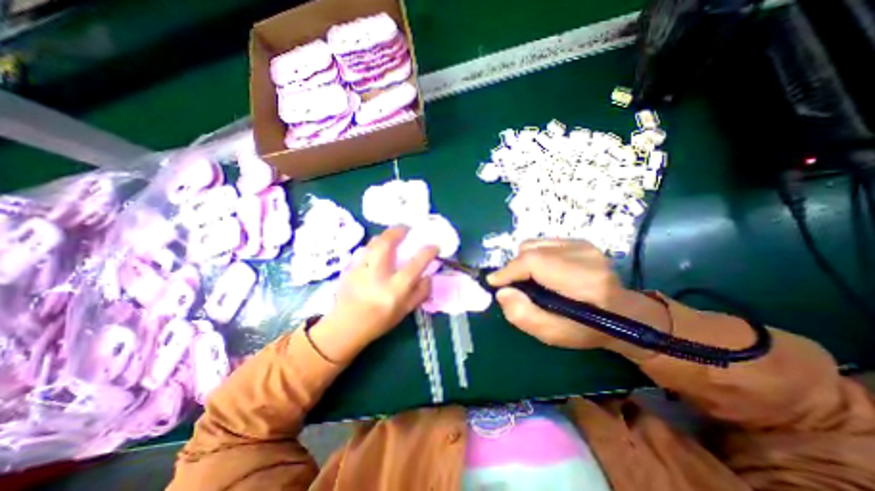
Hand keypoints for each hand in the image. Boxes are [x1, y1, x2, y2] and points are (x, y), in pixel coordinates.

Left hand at [310, 229, 440, 362]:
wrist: (346, 327)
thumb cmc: (379, 322)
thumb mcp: (405, 311)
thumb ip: (420, 293)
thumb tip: (429, 275)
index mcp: (395, 290)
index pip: (415, 265)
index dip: (428, 252)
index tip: (434, 246)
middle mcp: (378, 276)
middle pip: (387, 244)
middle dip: (399, 231)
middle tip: (407, 227)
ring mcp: (361, 270)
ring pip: (373, 243)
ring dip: (386, 235)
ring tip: (393, 235)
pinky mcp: (350, 268)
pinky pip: (364, 250)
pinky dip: (374, 244)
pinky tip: (378, 248)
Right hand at [485, 240, 671, 362]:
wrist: (624, 313)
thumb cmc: (589, 329)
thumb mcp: (554, 334)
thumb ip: (524, 316)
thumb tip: (502, 292)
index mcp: (584, 280)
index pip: (534, 262)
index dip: (509, 270)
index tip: (493, 282)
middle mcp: (584, 254)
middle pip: (530, 251)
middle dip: (515, 269)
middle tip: (515, 287)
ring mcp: (583, 244)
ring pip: (533, 245)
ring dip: (524, 262)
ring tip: (532, 281)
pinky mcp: (579, 241)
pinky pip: (542, 244)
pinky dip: (534, 257)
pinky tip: (543, 272)